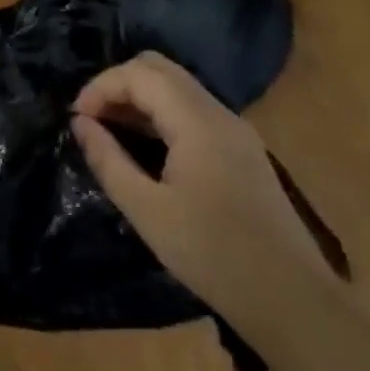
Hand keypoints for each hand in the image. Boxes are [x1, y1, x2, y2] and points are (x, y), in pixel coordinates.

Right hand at [71, 52, 330, 338]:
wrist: (293, 301)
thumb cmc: (213, 255)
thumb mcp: (146, 210)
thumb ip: (108, 160)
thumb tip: (80, 124)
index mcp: (198, 123)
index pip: (140, 74)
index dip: (101, 87)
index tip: (76, 119)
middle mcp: (220, 115)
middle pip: (160, 69)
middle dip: (117, 84)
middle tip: (91, 118)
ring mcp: (235, 131)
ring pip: (177, 87)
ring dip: (138, 98)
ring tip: (108, 131)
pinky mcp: (241, 150)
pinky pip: (191, 110)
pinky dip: (159, 114)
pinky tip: (143, 145)